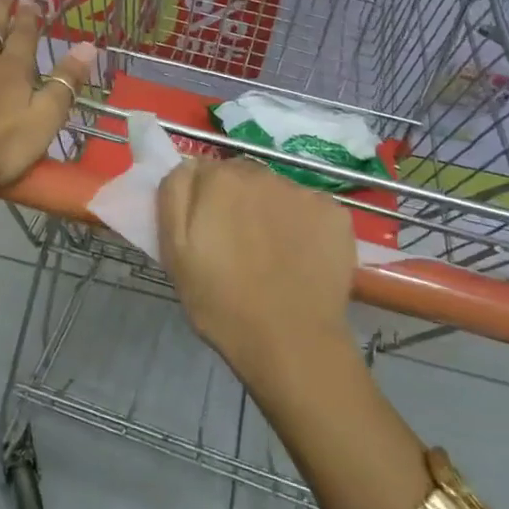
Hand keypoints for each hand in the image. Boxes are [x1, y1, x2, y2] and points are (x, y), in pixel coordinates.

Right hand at [157, 158, 357, 386]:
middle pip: (242, 177)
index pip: (203, 171)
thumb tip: (189, 166)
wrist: (290, 342)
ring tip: (271, 254)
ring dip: (270, 211)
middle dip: (236, 201)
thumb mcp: (174, 251)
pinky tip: (301, 257)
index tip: (206, 230)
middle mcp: (262, 173)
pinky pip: (310, 209)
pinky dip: (304, 225)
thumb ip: (174, 195)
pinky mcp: (335, 214)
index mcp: (219, 179)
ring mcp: (303, 192)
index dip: (202, 200)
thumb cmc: (221, 301)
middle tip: (236, 244)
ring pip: (277, 192)